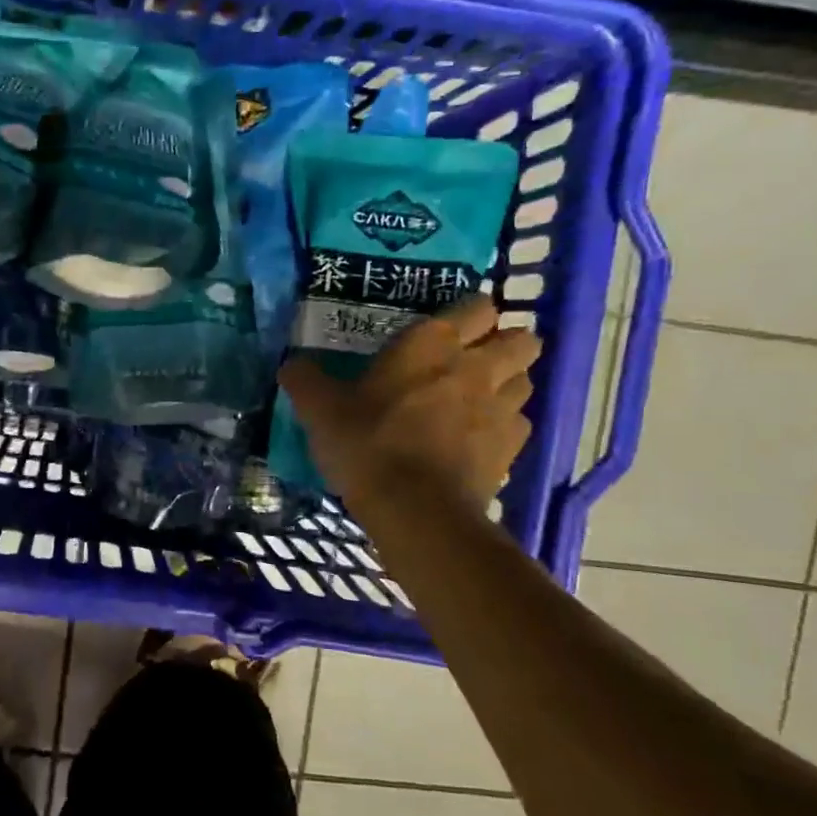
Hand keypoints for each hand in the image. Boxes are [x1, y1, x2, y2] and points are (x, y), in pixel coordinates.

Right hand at [278, 295, 540, 512]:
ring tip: (478, 398)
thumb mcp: (320, 410)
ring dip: (508, 382)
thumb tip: (291, 366)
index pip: (478, 305)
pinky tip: (478, 438)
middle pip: (522, 338)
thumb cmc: (366, 444)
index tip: (448, 328)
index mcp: (433, 343)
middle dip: (504, 343)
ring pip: (525, 379)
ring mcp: (502, 408)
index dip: (470, 312)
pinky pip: (519, 424)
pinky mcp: (511, 449)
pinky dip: (505, 426)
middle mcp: (477, 366)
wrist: (415, 510)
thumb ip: (305, 381)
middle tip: (472, 359)